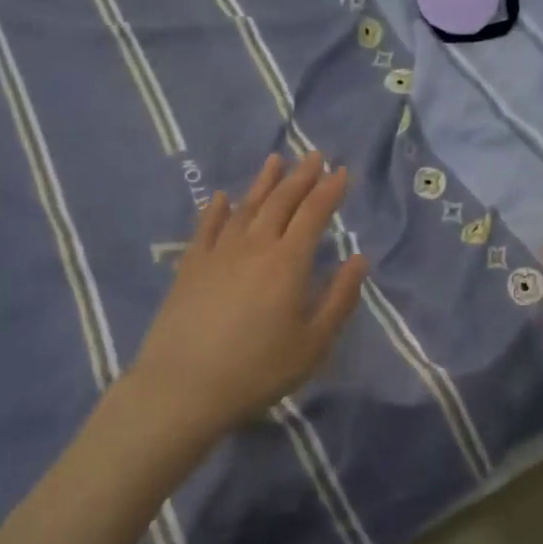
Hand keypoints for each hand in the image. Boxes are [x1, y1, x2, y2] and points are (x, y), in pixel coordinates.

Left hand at [127, 152, 368, 441]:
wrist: (183, 387)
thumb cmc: (258, 370)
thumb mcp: (313, 344)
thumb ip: (339, 298)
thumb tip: (359, 259)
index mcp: (288, 261)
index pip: (313, 213)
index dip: (329, 190)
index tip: (341, 171)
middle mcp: (255, 245)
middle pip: (281, 201)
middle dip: (301, 176)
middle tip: (314, 156)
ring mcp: (218, 252)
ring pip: (245, 206)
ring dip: (263, 182)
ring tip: (276, 161)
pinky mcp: (190, 266)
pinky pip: (206, 227)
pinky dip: (215, 209)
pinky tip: (219, 197)